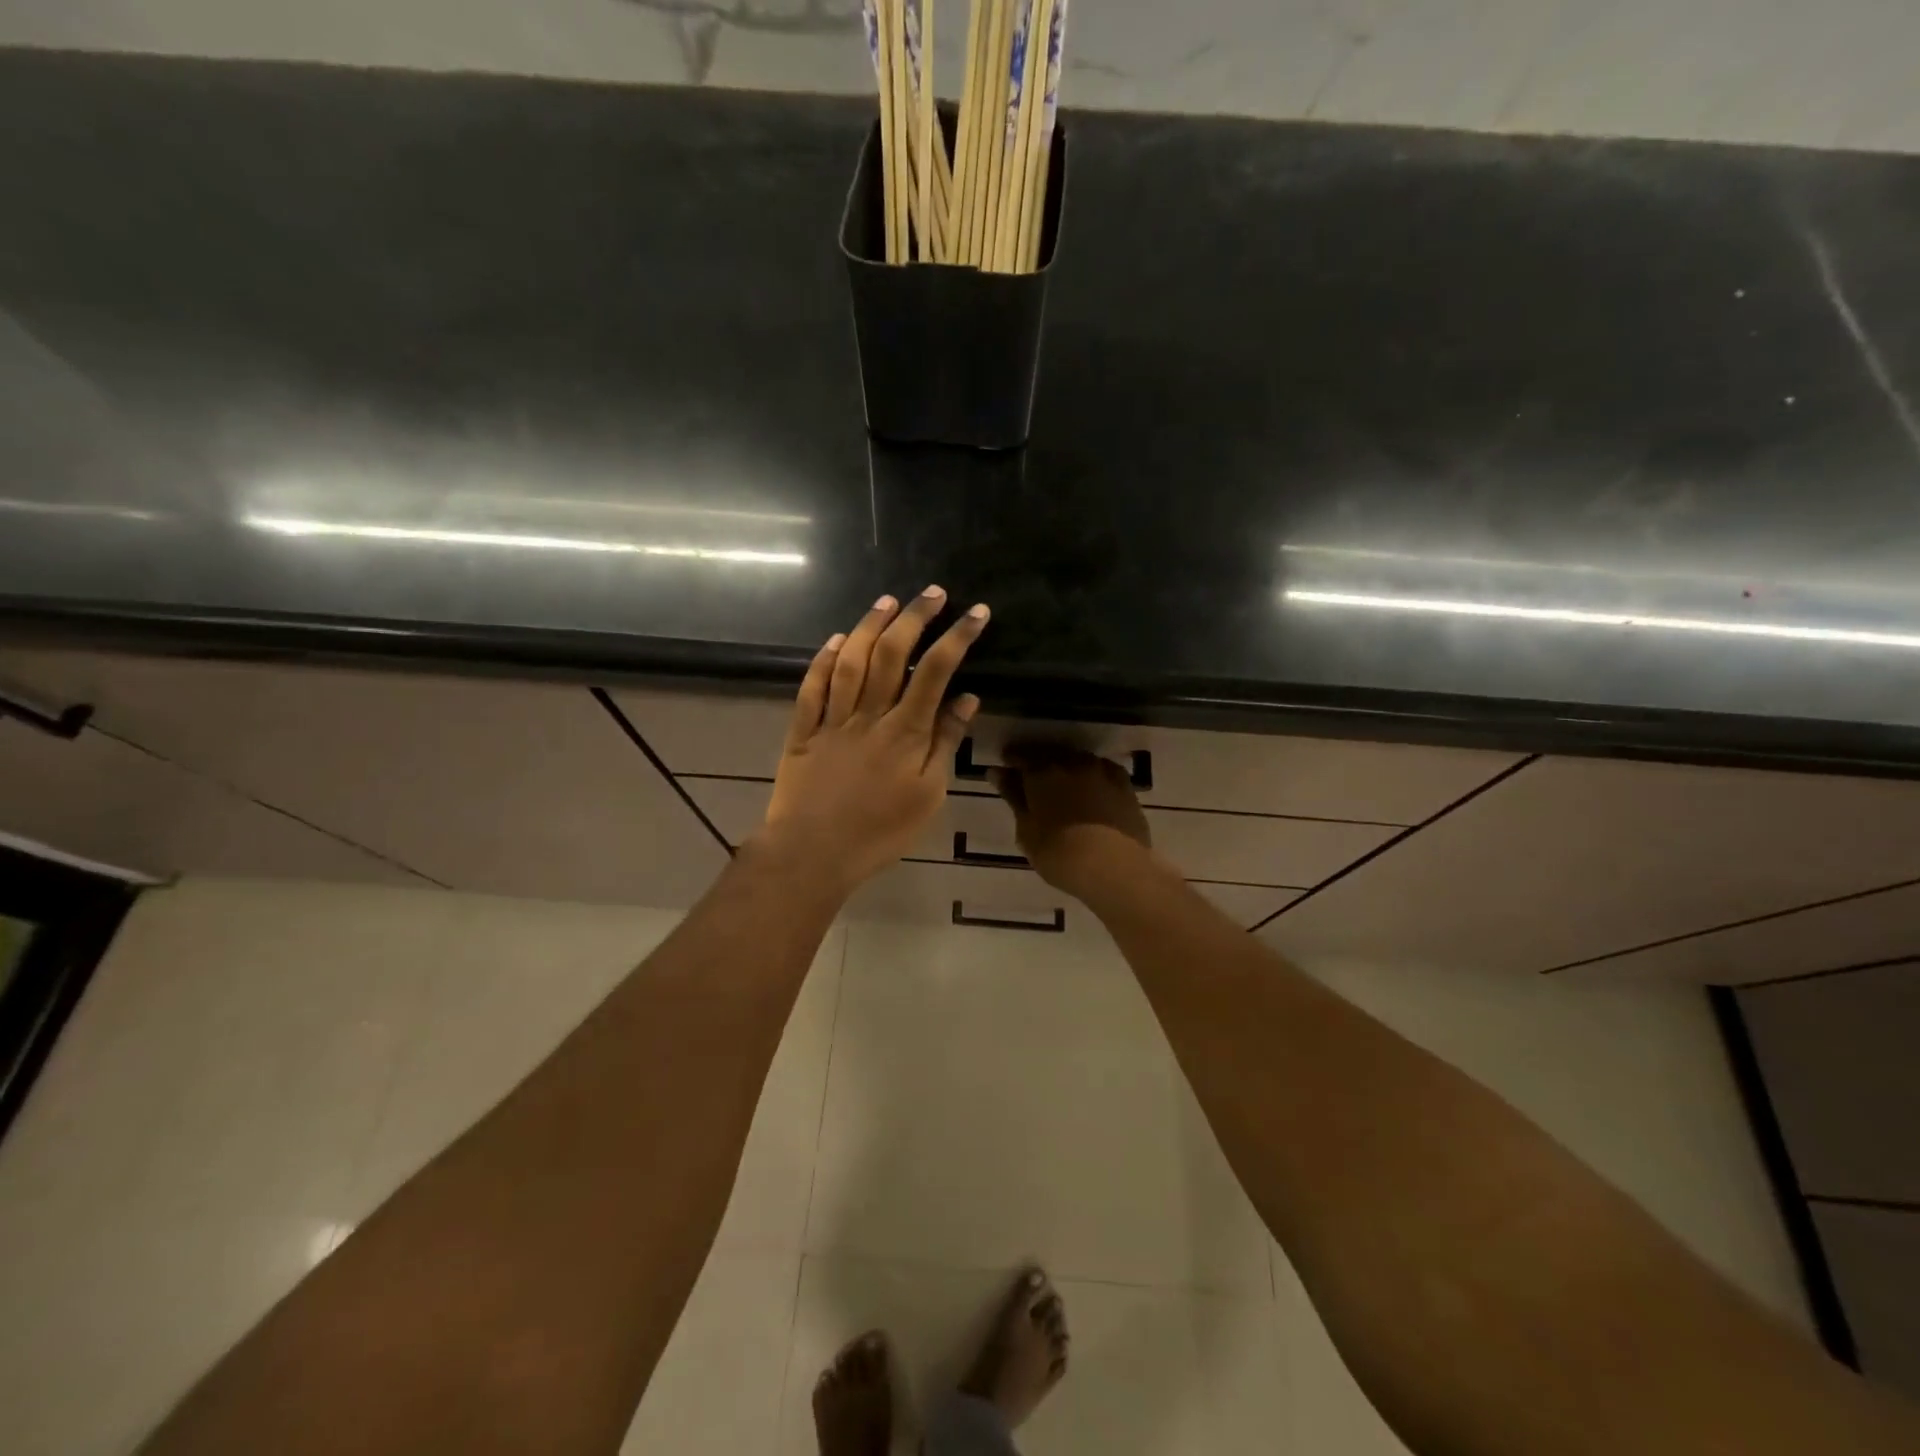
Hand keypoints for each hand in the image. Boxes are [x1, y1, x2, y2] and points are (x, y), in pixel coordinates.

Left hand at [758, 586, 990, 893]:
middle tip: (932, 593)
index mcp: (905, 732)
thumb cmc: (880, 832)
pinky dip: (823, 660)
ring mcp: (832, 720)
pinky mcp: (803, 731)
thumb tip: (966, 698)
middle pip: (891, 655)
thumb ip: (945, 744)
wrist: (813, 853)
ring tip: (888, 601)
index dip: (957, 637)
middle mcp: (869, 716)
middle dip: (915, 618)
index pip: (935, 672)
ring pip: (850, 661)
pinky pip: (811, 688)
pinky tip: (835, 639)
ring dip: (869, 626)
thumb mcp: (928, 795)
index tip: (976, 612)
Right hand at [993, 747, 1153, 900]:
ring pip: (1077, 760)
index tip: (1005, 770)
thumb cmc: (1061, 855)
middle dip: (1039, 763)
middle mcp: (1071, 762)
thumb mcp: (1027, 831)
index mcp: (1041, 773)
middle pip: (1050, 755)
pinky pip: (1102, 771)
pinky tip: (1092, 790)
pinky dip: (1093, 776)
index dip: (1011, 762)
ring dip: (1067, 768)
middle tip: (1034, 782)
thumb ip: (1014, 798)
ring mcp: (1101, 770)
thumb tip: (997, 773)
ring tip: (1064, 787)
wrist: (1116, 868)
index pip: (1020, 756)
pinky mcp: (1125, 784)